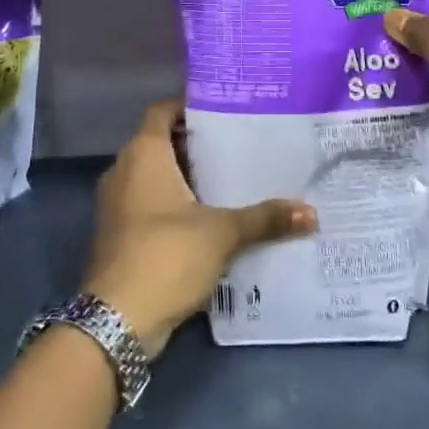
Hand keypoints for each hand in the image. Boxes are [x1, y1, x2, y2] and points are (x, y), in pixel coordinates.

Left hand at [82, 101, 316, 356]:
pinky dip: (177, 206)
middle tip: (240, 146)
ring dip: (188, 179)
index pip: (163, 111)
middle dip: (197, 146)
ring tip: (233, 180)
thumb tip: (311, 213)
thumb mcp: (222, 233)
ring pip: (156, 177)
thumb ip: (264, 218)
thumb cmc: (166, 255)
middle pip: (162, 144)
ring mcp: (118, 205)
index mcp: (144, 155)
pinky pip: (151, 206)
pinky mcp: (120, 235)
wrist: (116, 321)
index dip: (190, 107)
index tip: (226, 111)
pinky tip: (212, 219)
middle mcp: (124, 171)